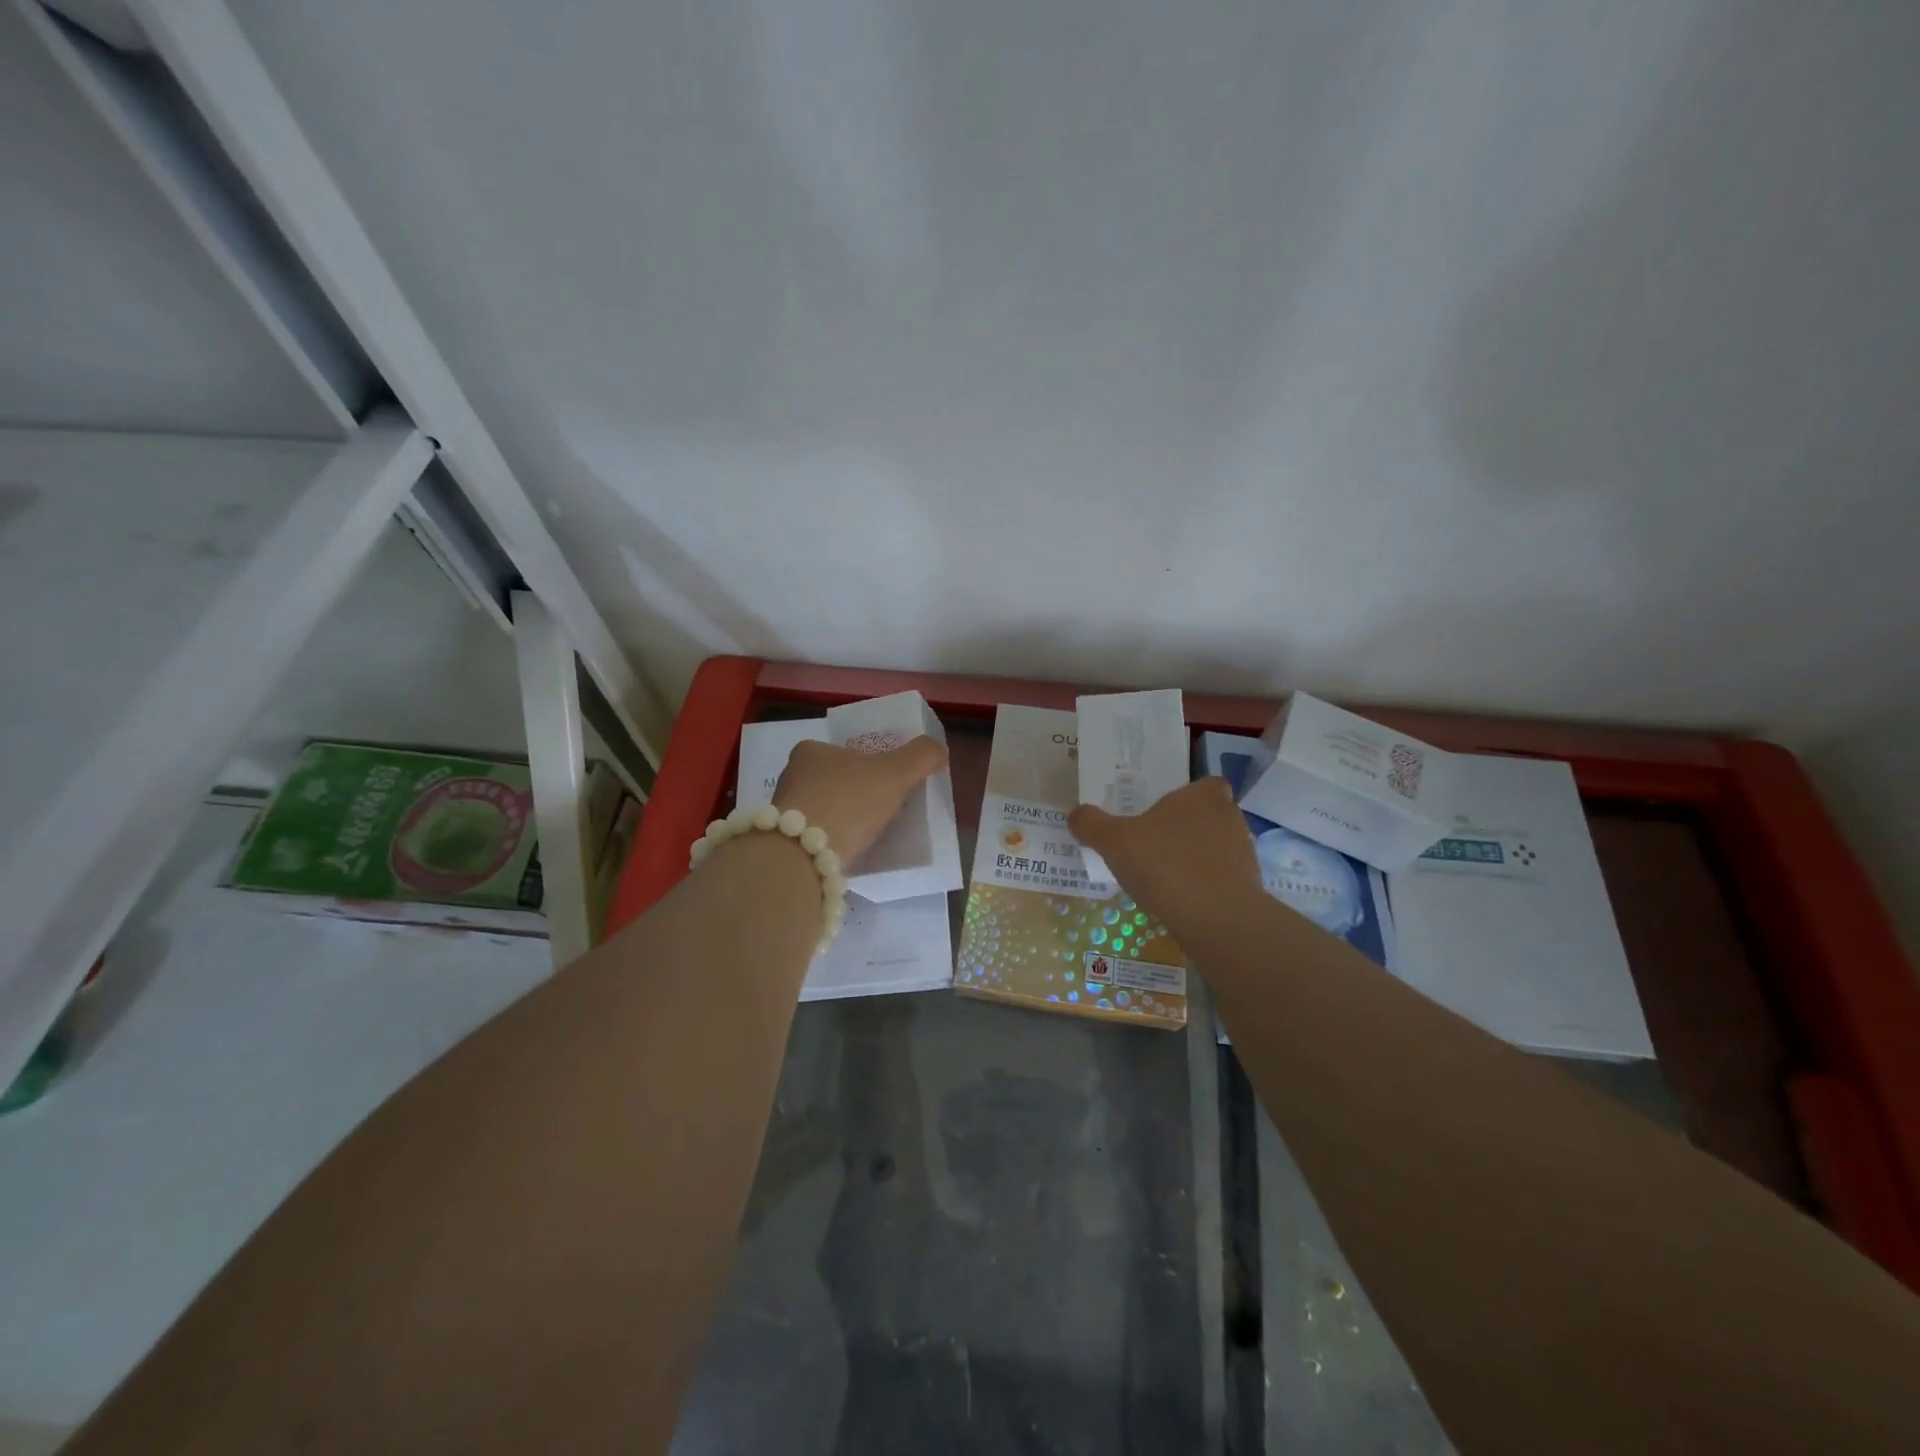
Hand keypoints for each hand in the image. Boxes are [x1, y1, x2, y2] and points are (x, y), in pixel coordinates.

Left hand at [773, 736, 947, 864]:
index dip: (866, 764)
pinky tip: (850, 853)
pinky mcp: (783, 844)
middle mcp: (791, 776)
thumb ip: (921, 756)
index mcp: (811, 751)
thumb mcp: (895, 772)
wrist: (804, 856)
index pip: (843, 751)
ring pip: (823, 811)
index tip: (885, 782)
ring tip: (869, 835)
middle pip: (832, 781)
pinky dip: (833, 842)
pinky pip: (816, 838)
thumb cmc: (848, 801)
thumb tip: (938, 749)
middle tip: (882, 809)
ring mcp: (784, 813)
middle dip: (855, 794)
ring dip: (843, 820)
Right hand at [1069, 777, 1261, 932]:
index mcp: (1203, 796)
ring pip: (1215, 848)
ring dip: (1195, 858)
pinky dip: (1203, 886)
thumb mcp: (1114, 842)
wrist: (1217, 920)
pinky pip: (1220, 879)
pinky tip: (1179, 900)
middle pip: (1209, 815)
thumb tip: (1075, 813)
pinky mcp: (1248, 888)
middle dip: (1186, 827)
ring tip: (1163, 875)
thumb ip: (1092, 824)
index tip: (1165, 810)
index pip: (1206, 784)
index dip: (1189, 795)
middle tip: (1155, 841)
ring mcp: (1243, 854)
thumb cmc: (1165, 865)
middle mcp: (1229, 818)